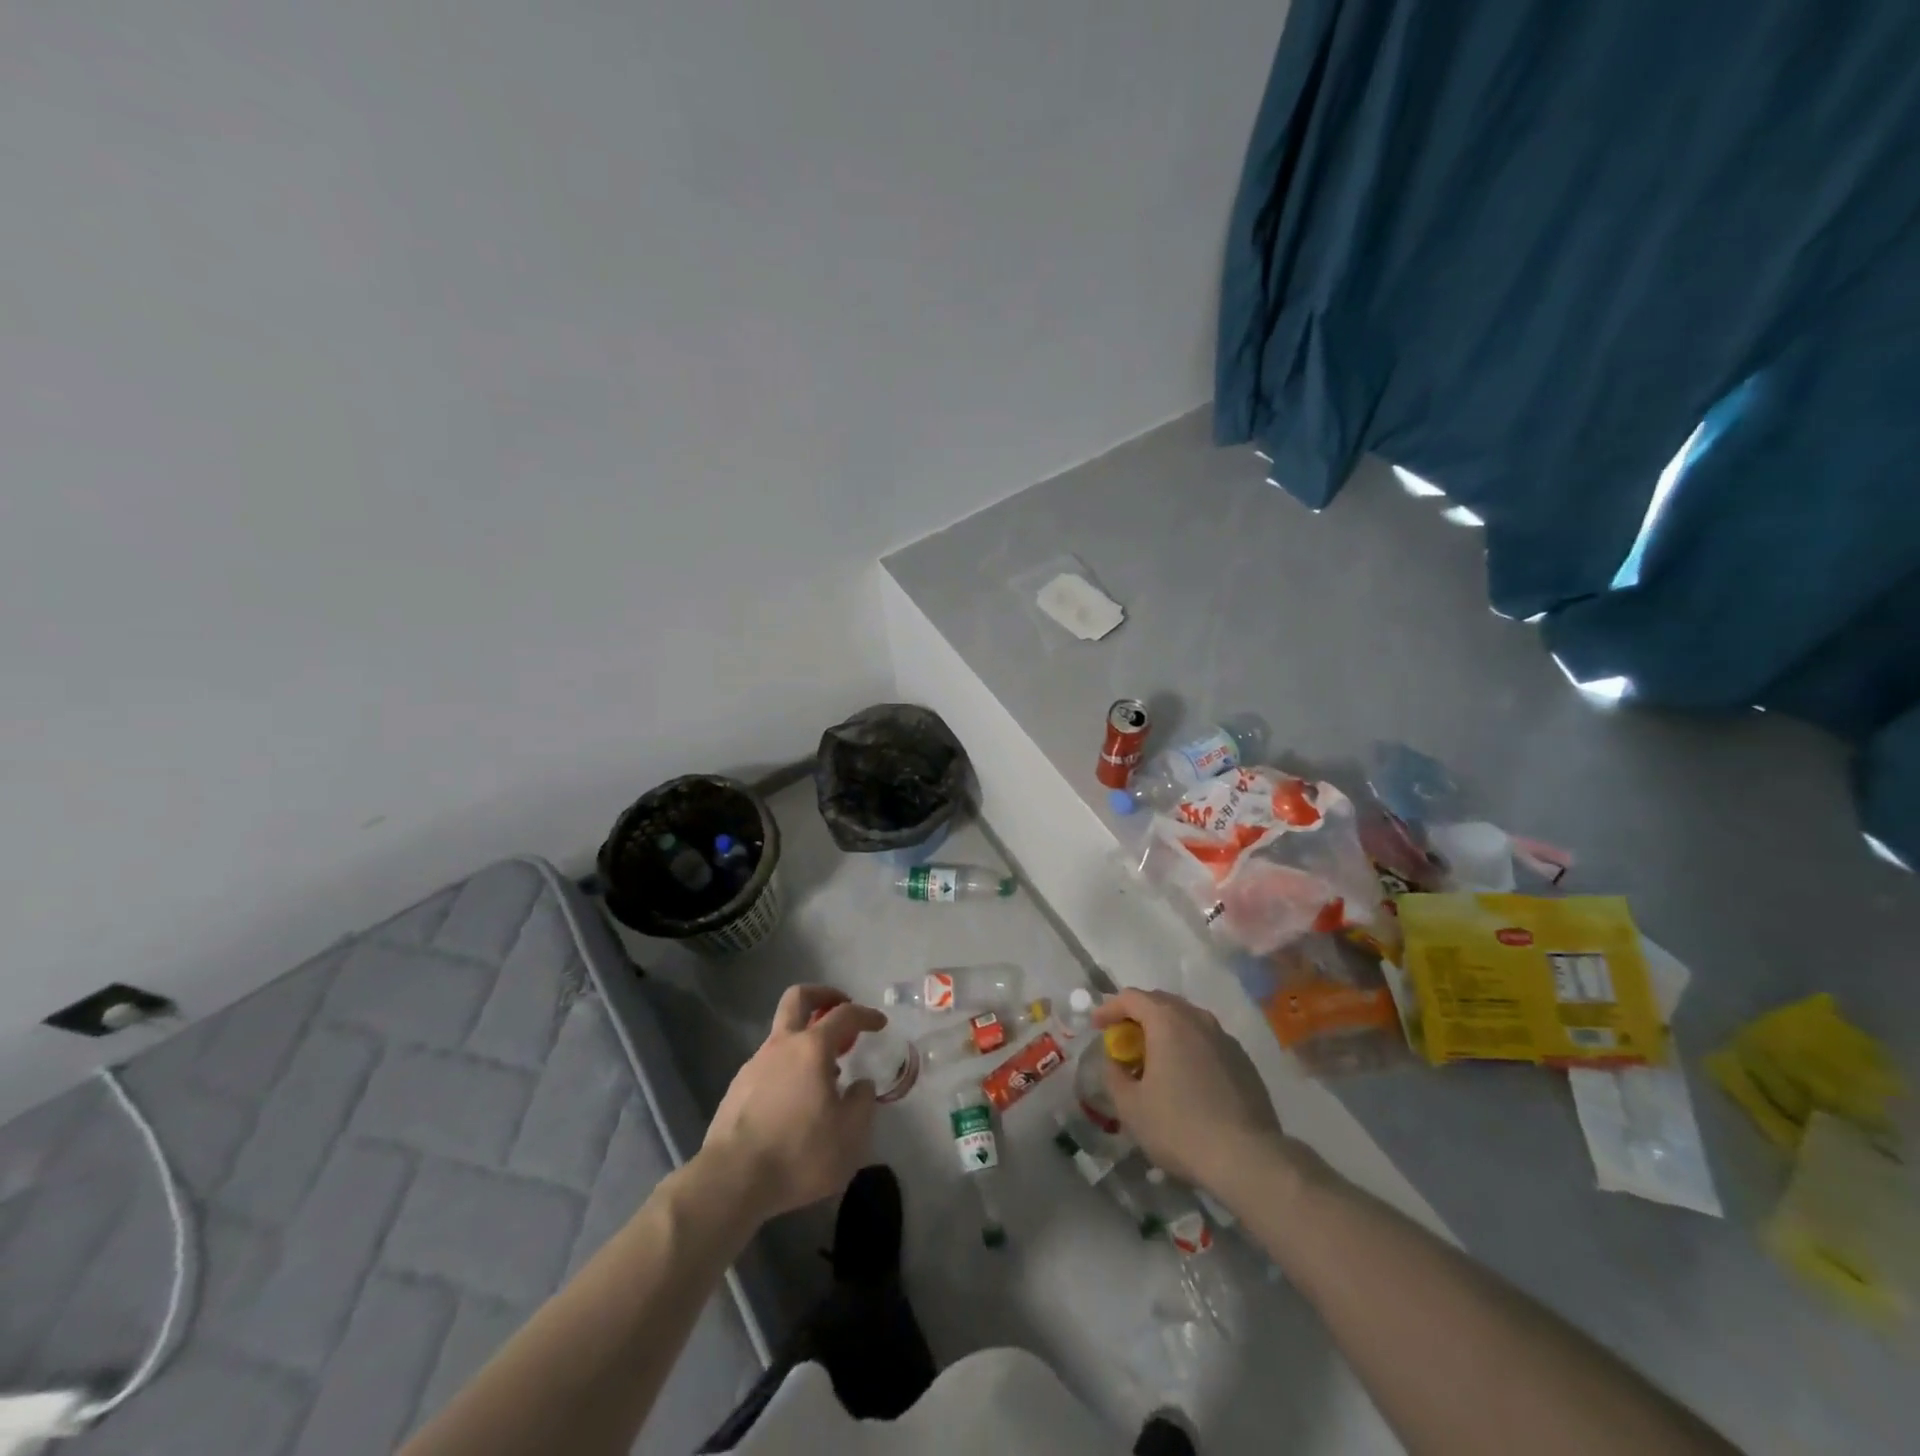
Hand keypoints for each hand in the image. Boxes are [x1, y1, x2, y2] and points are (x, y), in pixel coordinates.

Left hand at [701, 985, 885, 1221]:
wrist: (731, 1181)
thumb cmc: (798, 1153)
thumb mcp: (850, 1135)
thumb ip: (862, 1102)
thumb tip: (861, 1085)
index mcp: (812, 1048)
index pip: (844, 1015)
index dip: (865, 1014)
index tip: (879, 1024)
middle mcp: (781, 1046)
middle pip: (798, 998)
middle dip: (822, 995)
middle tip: (840, 1008)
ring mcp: (754, 1065)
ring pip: (782, 1035)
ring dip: (805, 1040)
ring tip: (823, 1073)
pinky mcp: (737, 1089)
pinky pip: (768, 1065)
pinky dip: (787, 1069)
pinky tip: (795, 1101)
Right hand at [1092, 987, 1283, 1192]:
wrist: (1248, 1159)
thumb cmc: (1179, 1128)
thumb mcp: (1130, 1107)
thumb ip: (1114, 1075)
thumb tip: (1115, 1061)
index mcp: (1167, 1021)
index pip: (1131, 997)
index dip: (1109, 1008)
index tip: (1097, 1026)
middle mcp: (1198, 1019)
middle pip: (1161, 1002)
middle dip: (1137, 1016)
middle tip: (1123, 1040)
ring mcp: (1225, 1038)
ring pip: (1187, 1021)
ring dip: (1165, 1031)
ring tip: (1154, 1059)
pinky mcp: (1244, 1061)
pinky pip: (1207, 1041)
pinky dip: (1188, 1048)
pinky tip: (1186, 1078)